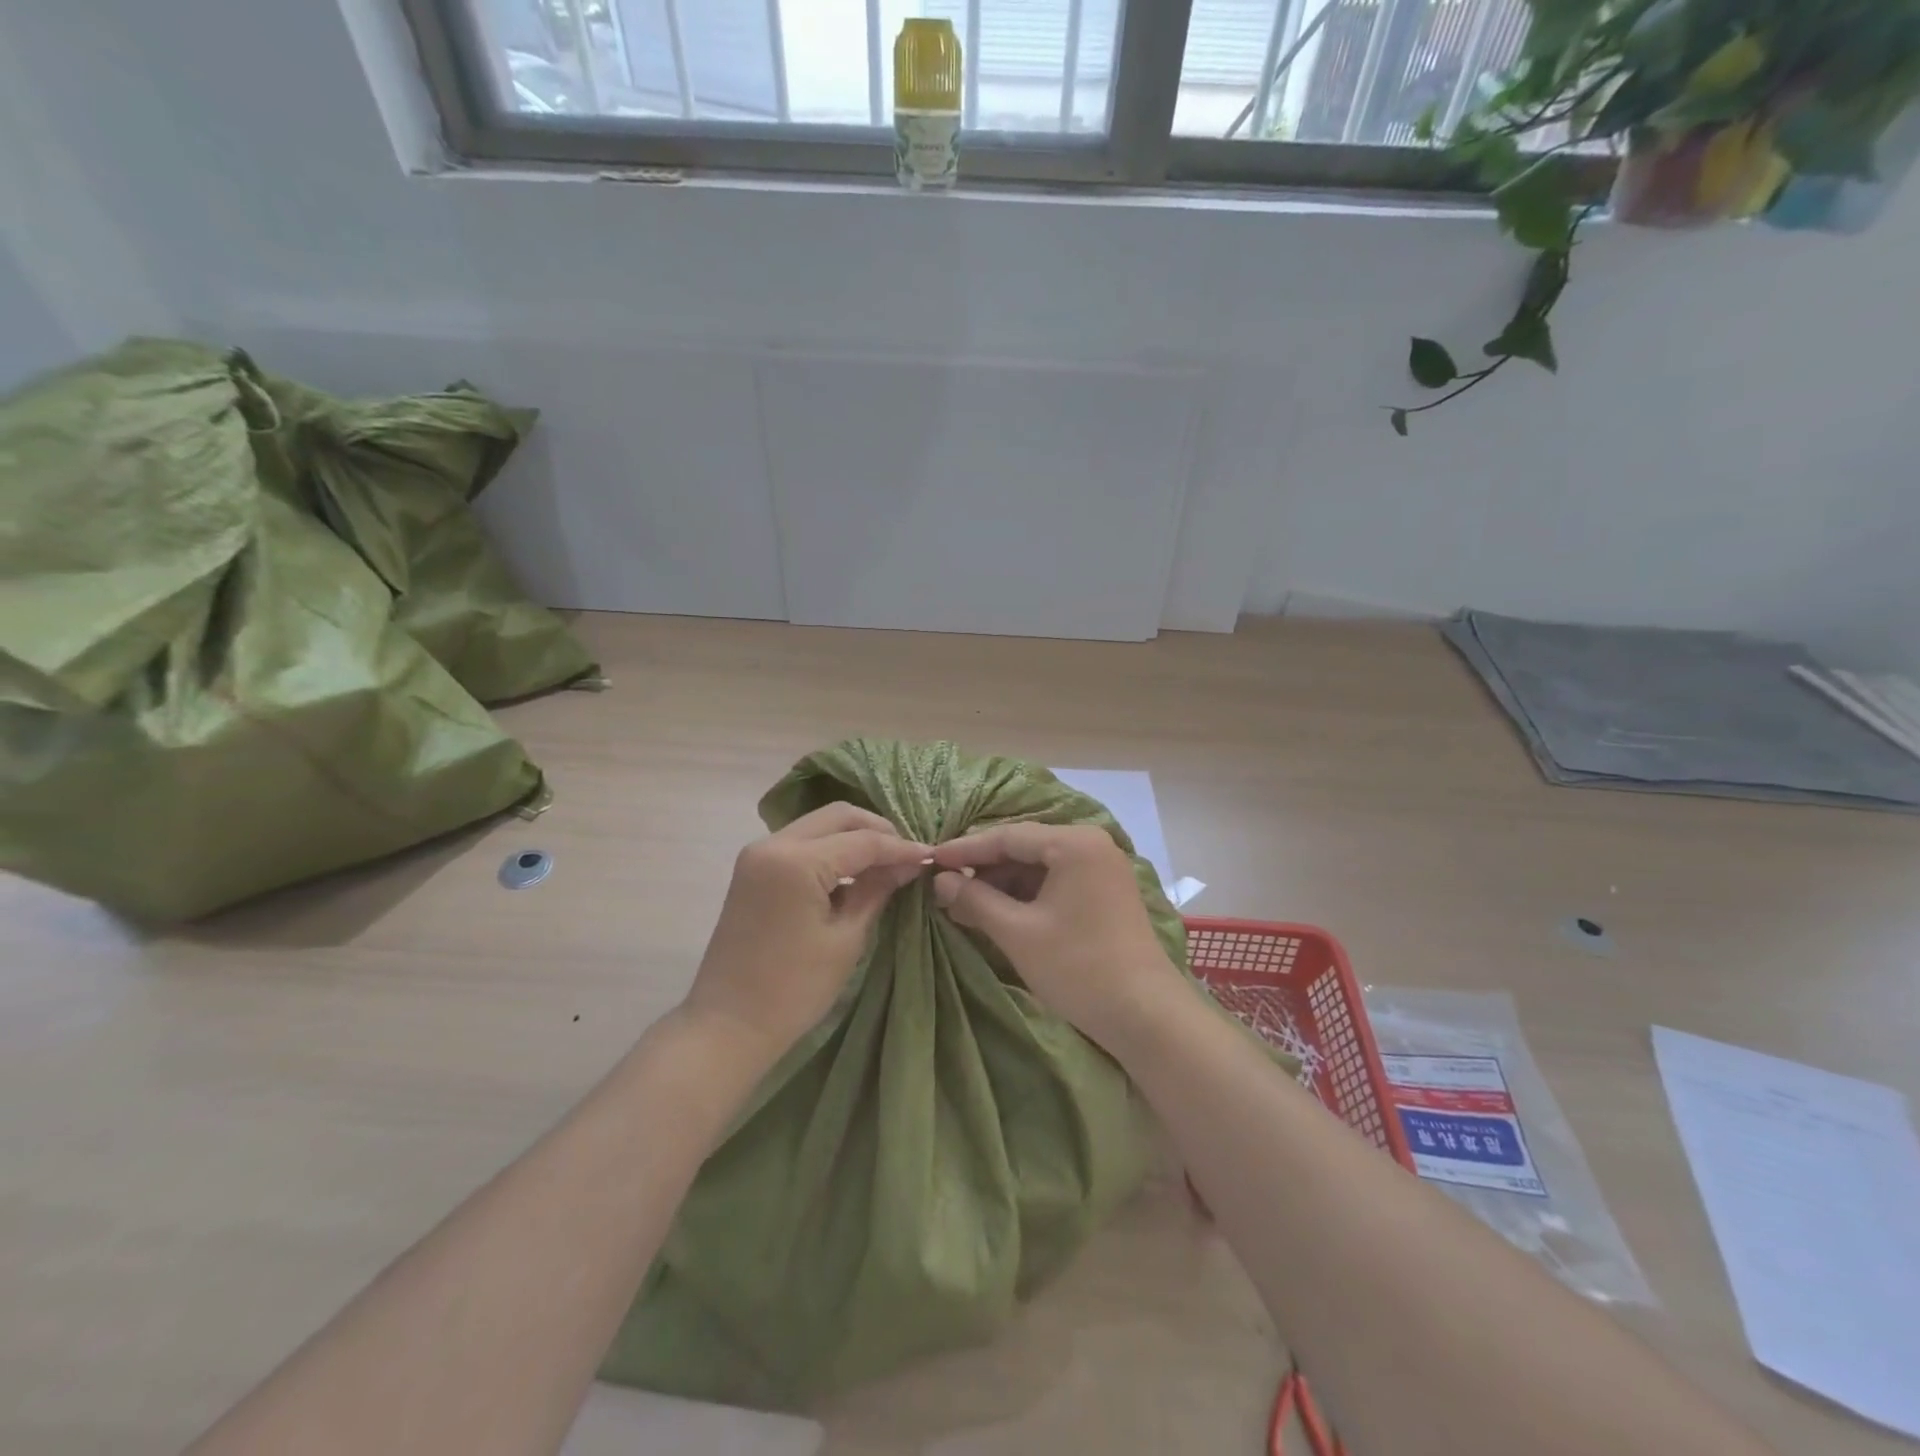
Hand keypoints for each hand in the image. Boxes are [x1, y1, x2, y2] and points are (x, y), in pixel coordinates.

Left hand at [681, 803, 929, 1066]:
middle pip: (838, 816)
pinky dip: (830, 849)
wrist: (728, 1025)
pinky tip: (853, 872)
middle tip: (906, 855)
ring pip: (818, 824)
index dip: (900, 847)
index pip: (862, 841)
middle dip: (877, 830)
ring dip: (853, 837)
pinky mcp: (753, 869)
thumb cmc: (794, 989)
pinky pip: (801, 842)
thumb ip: (876, 891)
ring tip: (886, 863)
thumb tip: (908, 864)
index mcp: (797, 861)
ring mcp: (758, 854)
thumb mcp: (846, 939)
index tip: (930, 858)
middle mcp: (773, 843)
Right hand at [929, 823, 1180, 1051]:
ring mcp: (1101, 869)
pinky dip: (1025, 896)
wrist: (1146, 1016)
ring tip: (963, 904)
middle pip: (1024, 848)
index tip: (930, 859)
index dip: (965, 849)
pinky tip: (998, 913)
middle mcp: (1091, 845)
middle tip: (943, 885)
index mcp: (1074, 843)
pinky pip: (1055, 882)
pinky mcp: (1104, 893)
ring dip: (1002, 884)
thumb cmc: (1079, 967)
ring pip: (1039, 867)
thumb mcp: (1018, 933)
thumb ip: (975, 900)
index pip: (1008, 836)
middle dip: (983, 869)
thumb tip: (939, 881)